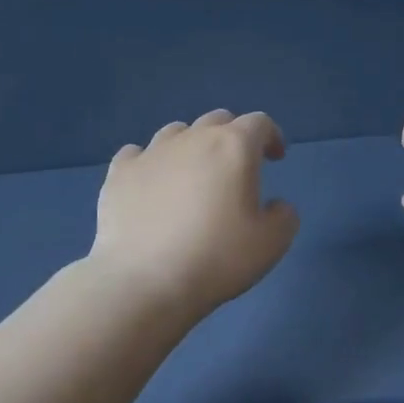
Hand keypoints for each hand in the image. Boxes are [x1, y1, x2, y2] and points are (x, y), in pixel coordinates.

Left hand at [89, 110, 299, 322]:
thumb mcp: (271, 244)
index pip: (259, 123)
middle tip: (236, 167)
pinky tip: (151, 183)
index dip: (271, 136)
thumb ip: (284, 216)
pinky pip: (137, 153)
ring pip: (177, 132)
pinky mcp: (119, 173)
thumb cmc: (216, 258)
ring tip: (192, 175)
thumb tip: (276, 206)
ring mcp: (151, 152)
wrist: (144, 281)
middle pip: (218, 120)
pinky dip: (149, 162)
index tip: (275, 158)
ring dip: (191, 146)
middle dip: (232, 136)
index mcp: (234, 147)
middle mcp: (192, 138)